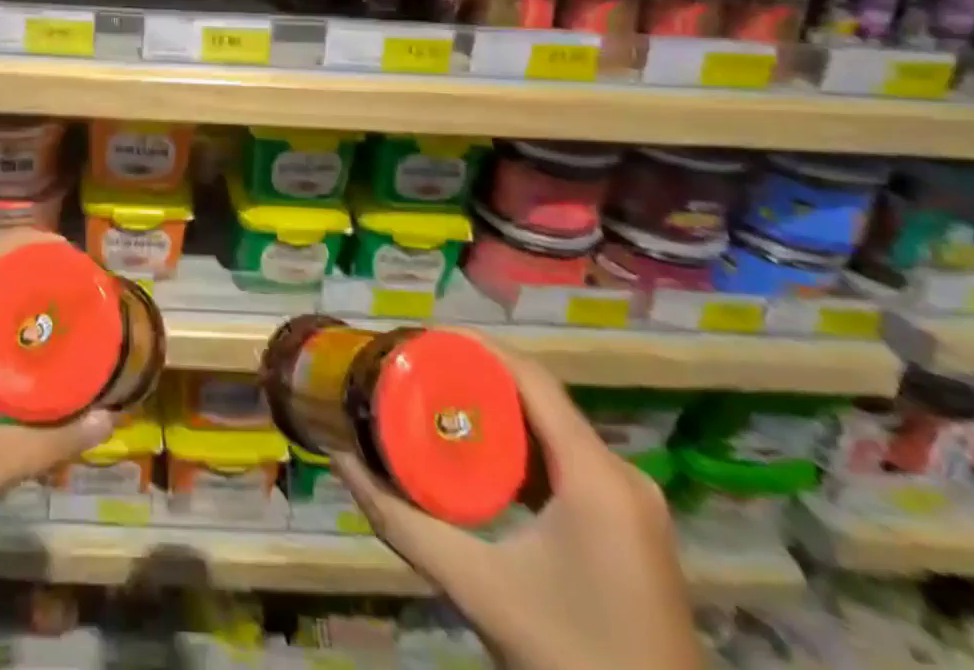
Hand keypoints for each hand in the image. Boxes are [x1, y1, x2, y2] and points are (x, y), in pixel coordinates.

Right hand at [331, 342, 699, 669]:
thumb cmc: (570, 663)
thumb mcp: (477, 589)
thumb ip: (403, 523)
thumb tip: (341, 459)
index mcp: (597, 477)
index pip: (531, 378)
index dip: (473, 347)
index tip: (418, 336)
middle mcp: (622, 476)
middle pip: (539, 398)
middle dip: (475, 376)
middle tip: (415, 368)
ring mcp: (632, 504)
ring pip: (553, 430)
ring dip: (497, 412)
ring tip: (435, 400)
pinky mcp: (629, 529)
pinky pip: (567, 462)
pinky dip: (520, 448)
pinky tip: (479, 457)